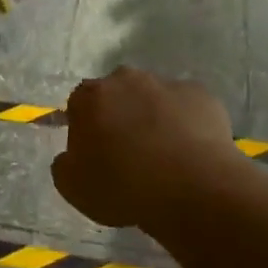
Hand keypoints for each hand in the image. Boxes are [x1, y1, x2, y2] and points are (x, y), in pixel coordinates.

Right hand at [52, 67, 238, 228]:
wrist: (193, 188)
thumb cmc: (124, 187)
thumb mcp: (73, 187)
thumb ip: (64, 164)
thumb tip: (71, 155)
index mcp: (90, 97)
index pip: (78, 104)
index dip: (84, 128)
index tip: (94, 154)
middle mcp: (126, 79)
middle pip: (117, 95)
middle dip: (119, 115)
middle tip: (127, 152)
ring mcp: (167, 84)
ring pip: (153, 98)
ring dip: (153, 117)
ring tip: (164, 155)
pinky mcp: (203, 95)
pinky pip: (187, 107)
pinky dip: (185, 123)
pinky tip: (190, 152)